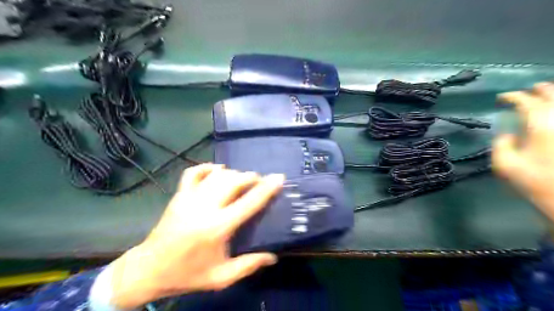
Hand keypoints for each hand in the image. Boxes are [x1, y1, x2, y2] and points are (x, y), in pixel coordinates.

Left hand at [107, 164, 282, 308]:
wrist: (148, 270)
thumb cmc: (187, 274)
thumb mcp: (221, 277)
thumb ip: (249, 265)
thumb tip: (273, 257)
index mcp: (218, 227)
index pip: (249, 202)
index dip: (266, 188)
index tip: (278, 177)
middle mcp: (205, 208)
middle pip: (233, 181)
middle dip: (250, 177)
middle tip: (258, 182)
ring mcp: (189, 198)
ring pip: (217, 175)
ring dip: (233, 173)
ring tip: (241, 179)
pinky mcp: (178, 195)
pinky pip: (193, 172)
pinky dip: (207, 167)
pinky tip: (217, 170)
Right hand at [493, 82, 553, 222]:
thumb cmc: (538, 182)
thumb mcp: (506, 165)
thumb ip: (501, 145)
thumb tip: (508, 133)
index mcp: (540, 124)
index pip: (525, 101)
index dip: (511, 97)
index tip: (501, 98)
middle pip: (552, 94)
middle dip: (539, 90)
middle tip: (528, 91)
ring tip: (547, 97)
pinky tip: (553, 116)